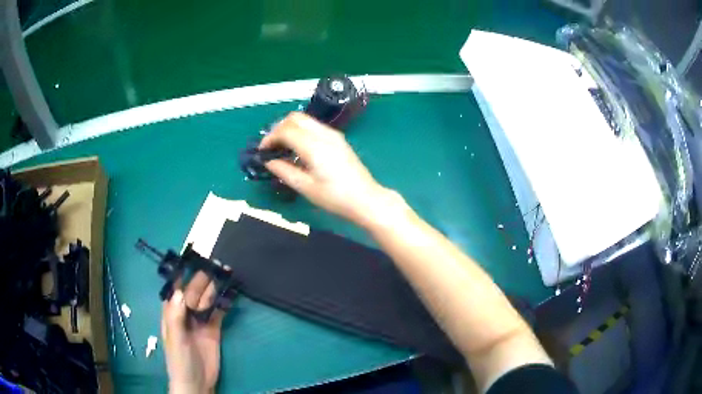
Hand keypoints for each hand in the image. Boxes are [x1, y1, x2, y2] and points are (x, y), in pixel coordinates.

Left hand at [162, 273, 223, 393]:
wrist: (197, 382)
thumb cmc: (179, 360)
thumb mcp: (175, 339)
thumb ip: (176, 316)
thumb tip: (180, 291)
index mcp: (171, 313)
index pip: (175, 290)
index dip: (182, 274)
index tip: (190, 258)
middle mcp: (185, 313)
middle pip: (193, 292)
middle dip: (202, 278)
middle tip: (214, 263)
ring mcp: (200, 321)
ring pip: (206, 300)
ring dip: (214, 287)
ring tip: (224, 272)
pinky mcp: (214, 329)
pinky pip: (218, 312)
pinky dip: (224, 303)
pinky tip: (230, 293)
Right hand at [261, 112, 404, 227]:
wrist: (365, 199)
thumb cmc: (335, 197)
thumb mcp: (306, 188)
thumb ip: (284, 171)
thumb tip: (269, 161)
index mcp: (314, 146)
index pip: (286, 130)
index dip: (270, 138)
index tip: (263, 151)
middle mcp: (324, 134)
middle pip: (295, 117)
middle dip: (279, 128)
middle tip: (271, 146)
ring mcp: (333, 135)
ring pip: (305, 120)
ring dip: (290, 128)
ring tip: (282, 148)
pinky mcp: (338, 139)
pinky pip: (314, 127)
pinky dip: (301, 131)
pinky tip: (298, 149)